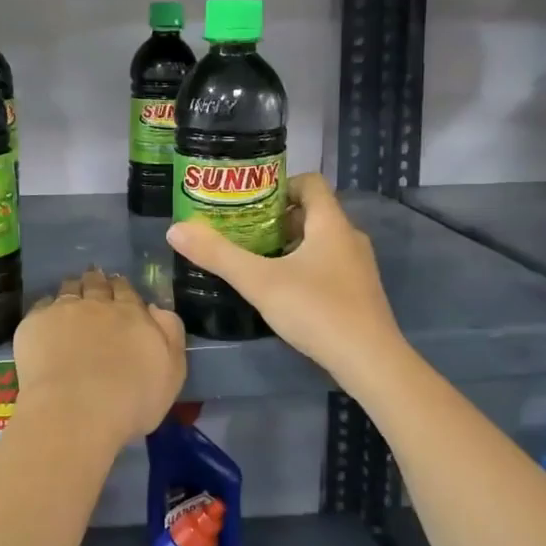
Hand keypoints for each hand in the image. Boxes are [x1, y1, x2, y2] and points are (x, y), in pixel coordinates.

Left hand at [13, 266, 185, 448]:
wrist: (75, 413)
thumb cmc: (131, 402)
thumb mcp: (171, 373)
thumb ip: (170, 334)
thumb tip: (156, 308)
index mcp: (132, 314)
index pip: (126, 290)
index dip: (122, 289)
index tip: (118, 291)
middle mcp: (97, 304)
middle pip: (96, 283)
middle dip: (96, 282)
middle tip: (94, 284)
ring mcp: (63, 310)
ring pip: (69, 288)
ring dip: (73, 289)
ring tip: (71, 296)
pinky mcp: (35, 324)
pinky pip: (41, 306)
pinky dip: (47, 309)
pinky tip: (46, 319)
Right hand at [167, 173, 403, 388]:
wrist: (370, 362)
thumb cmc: (317, 310)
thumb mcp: (259, 282)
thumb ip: (218, 255)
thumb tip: (175, 230)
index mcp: (331, 223)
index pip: (310, 182)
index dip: (280, 184)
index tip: (249, 201)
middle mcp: (349, 238)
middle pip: (311, 213)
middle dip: (276, 219)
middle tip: (241, 232)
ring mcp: (358, 267)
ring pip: (319, 242)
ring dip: (288, 245)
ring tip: (255, 261)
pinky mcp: (359, 293)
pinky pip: (327, 266)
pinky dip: (303, 268)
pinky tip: (281, 291)